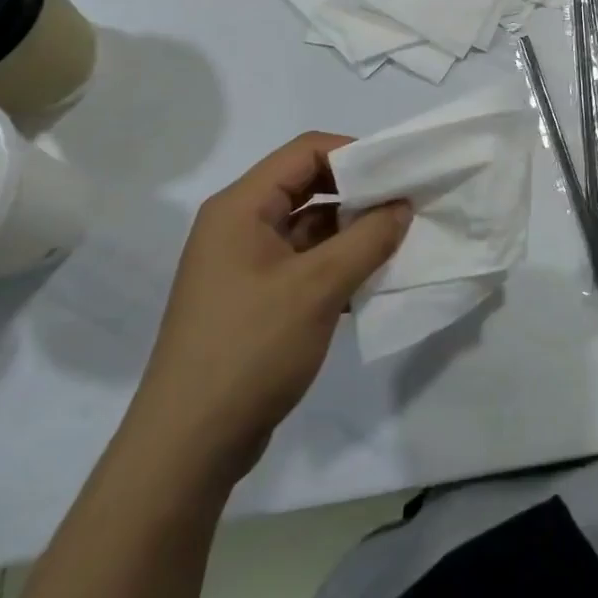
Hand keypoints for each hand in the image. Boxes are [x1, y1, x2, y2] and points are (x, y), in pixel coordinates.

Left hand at [126, 132, 410, 486]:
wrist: (190, 445)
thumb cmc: (250, 349)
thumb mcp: (319, 287)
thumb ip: (368, 238)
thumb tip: (402, 206)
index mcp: (241, 207)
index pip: (305, 152)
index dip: (355, 154)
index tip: (400, 173)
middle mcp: (239, 226)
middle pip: (308, 186)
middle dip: (359, 194)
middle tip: (407, 205)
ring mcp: (245, 265)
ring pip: (310, 228)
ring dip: (353, 232)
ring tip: (400, 242)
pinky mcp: (255, 299)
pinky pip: (305, 263)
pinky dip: (339, 265)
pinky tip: (374, 282)